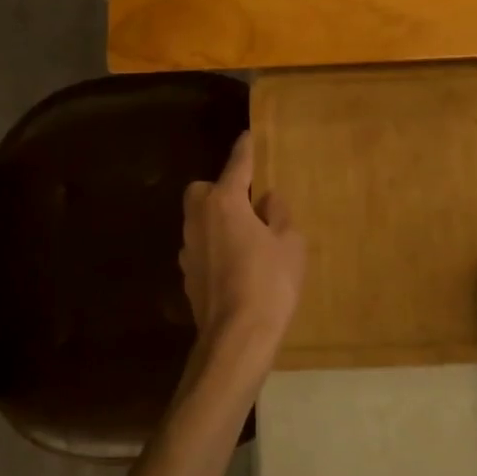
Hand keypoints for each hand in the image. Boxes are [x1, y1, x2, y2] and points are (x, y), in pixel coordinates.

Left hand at [180, 133, 305, 389]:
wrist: (236, 339)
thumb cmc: (269, 283)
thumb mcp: (290, 244)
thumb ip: (279, 216)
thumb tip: (268, 201)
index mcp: (225, 202)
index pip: (237, 165)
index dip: (245, 150)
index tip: (249, 136)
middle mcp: (199, 219)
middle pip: (203, 190)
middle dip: (220, 189)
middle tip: (247, 201)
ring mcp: (188, 249)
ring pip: (199, 220)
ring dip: (216, 220)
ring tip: (244, 234)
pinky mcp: (186, 276)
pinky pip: (200, 248)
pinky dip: (214, 247)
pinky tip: (233, 263)